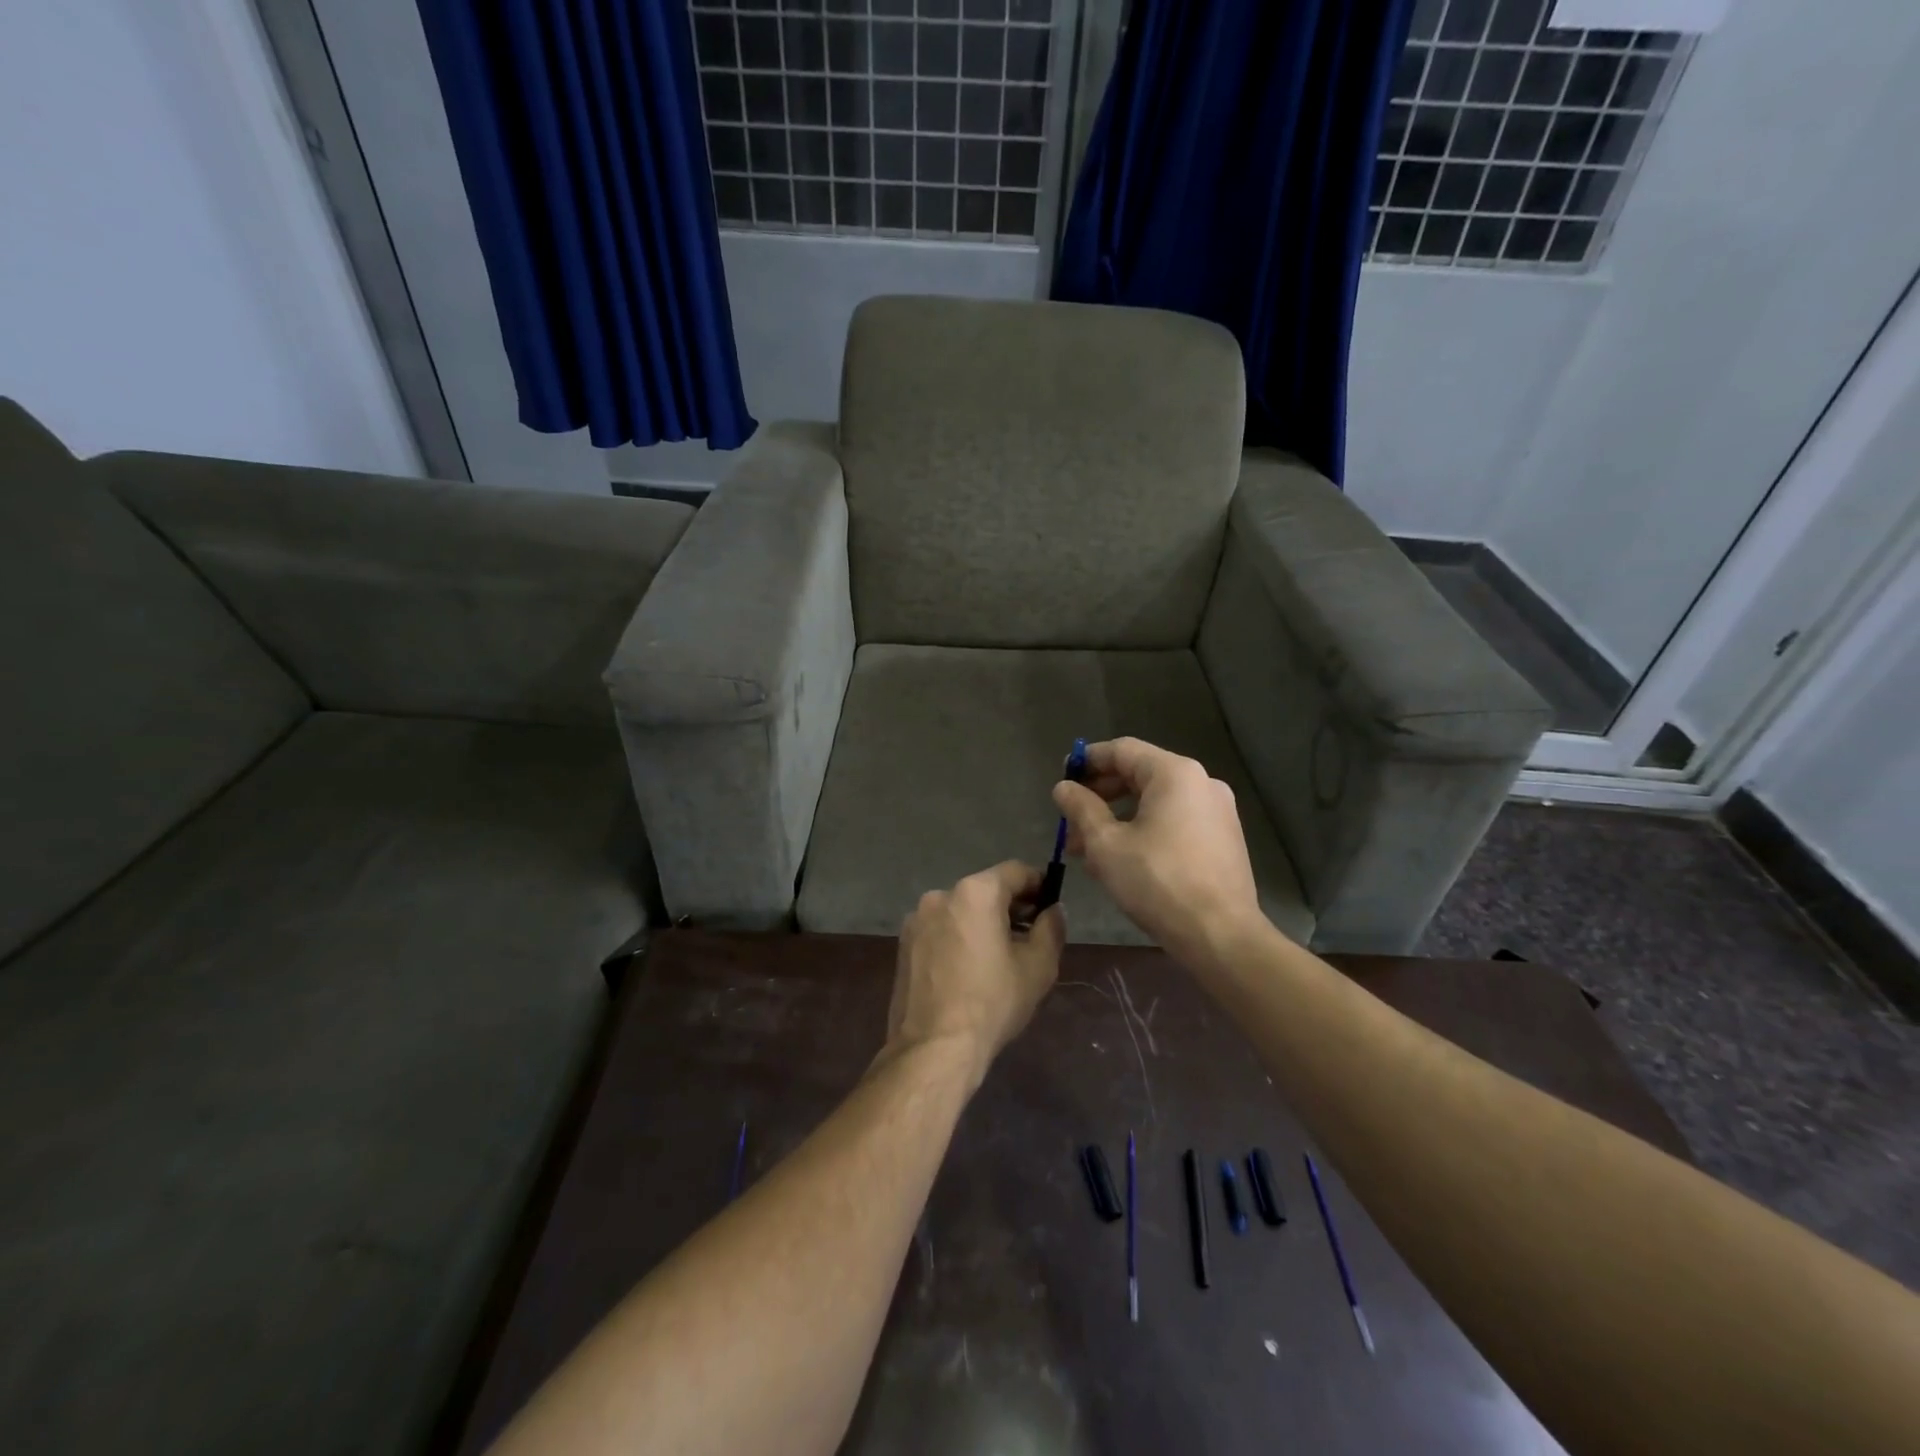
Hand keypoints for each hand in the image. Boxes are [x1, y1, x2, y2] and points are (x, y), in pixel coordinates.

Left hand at [886, 861, 1065, 1084]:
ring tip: (998, 958)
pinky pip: (940, 929)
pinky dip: (958, 938)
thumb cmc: (992, 1002)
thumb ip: (1052, 928)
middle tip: (1030, 936)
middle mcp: (941, 894)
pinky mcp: (903, 943)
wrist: (934, 1047)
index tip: (1050, 906)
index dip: (1039, 885)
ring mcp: (917, 919)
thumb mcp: (1038, 966)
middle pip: (985, 890)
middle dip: (1010, 907)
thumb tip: (1054, 910)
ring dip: (982, 923)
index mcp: (975, 892)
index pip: (1016, 872)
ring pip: (961, 910)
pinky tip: (968, 970)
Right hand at [1052, 737, 1265, 967]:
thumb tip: (1064, 787)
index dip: (1088, 760)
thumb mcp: (1106, 844)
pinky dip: (1145, 829)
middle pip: (1140, 775)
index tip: (1063, 777)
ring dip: (1119, 817)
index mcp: (1175, 774)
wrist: (1221, 935)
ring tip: (1088, 848)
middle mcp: (1202, 782)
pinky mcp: (1224, 839)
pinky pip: (1175, 821)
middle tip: (1071, 819)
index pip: (1122, 750)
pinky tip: (1123, 859)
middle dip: (1100, 795)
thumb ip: (1081, 808)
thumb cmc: (1158, 882)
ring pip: (1156, 802)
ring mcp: (1218, 811)